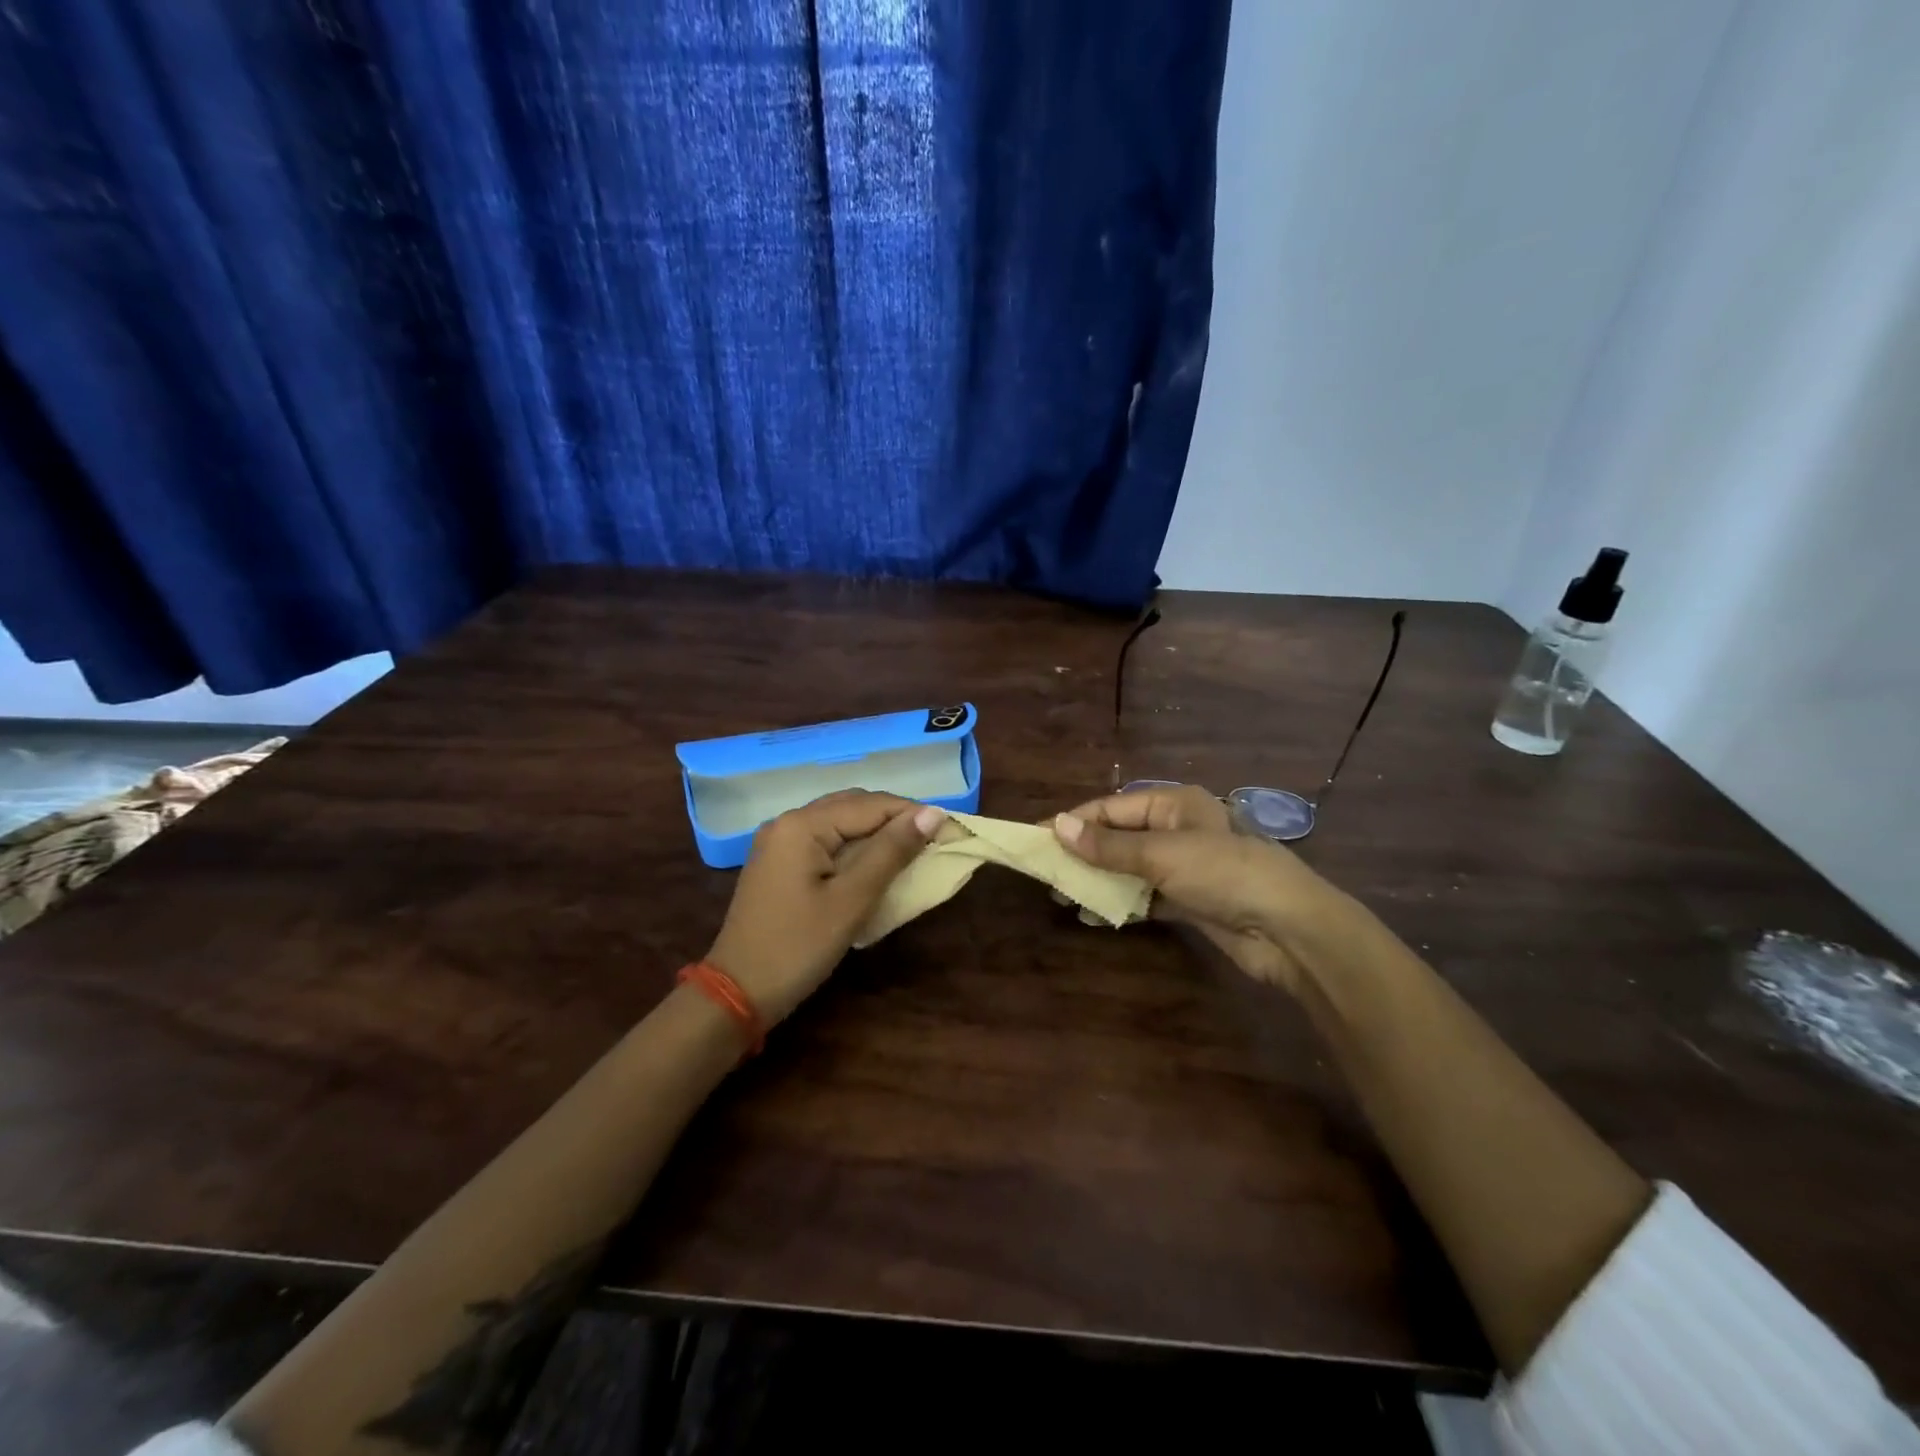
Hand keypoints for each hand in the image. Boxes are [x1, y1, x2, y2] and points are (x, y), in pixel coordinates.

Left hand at [708, 791, 942, 1025]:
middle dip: (894, 819)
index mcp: (802, 824)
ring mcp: (779, 842)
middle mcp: (788, 821)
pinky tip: (873, 864)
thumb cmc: (798, 946)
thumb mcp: (852, 899)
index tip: (949, 831)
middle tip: (932, 842)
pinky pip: (824, 839)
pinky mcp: (778, 863)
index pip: (870, 804)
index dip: (912, 814)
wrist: (737, 993)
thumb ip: (891, 851)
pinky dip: (853, 846)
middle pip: (853, 805)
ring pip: (839, 821)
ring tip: (910, 852)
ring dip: (875, 832)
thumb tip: (932, 813)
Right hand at [1051, 784, 1344, 994]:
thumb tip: (1057, 826)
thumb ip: (1108, 846)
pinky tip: (1095, 916)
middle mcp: (1176, 829)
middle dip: (1082, 855)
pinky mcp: (1190, 900)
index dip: (1073, 823)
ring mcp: (1184, 866)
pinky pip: (1145, 896)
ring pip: (1129, 868)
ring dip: (1098, 880)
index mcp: (1173, 803)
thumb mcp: (1162, 855)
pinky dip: (1121, 904)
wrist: (1288, 929)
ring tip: (1063, 897)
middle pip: (1118, 837)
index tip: (1036, 840)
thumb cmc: (1224, 874)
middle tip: (1046, 875)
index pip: (1110, 808)